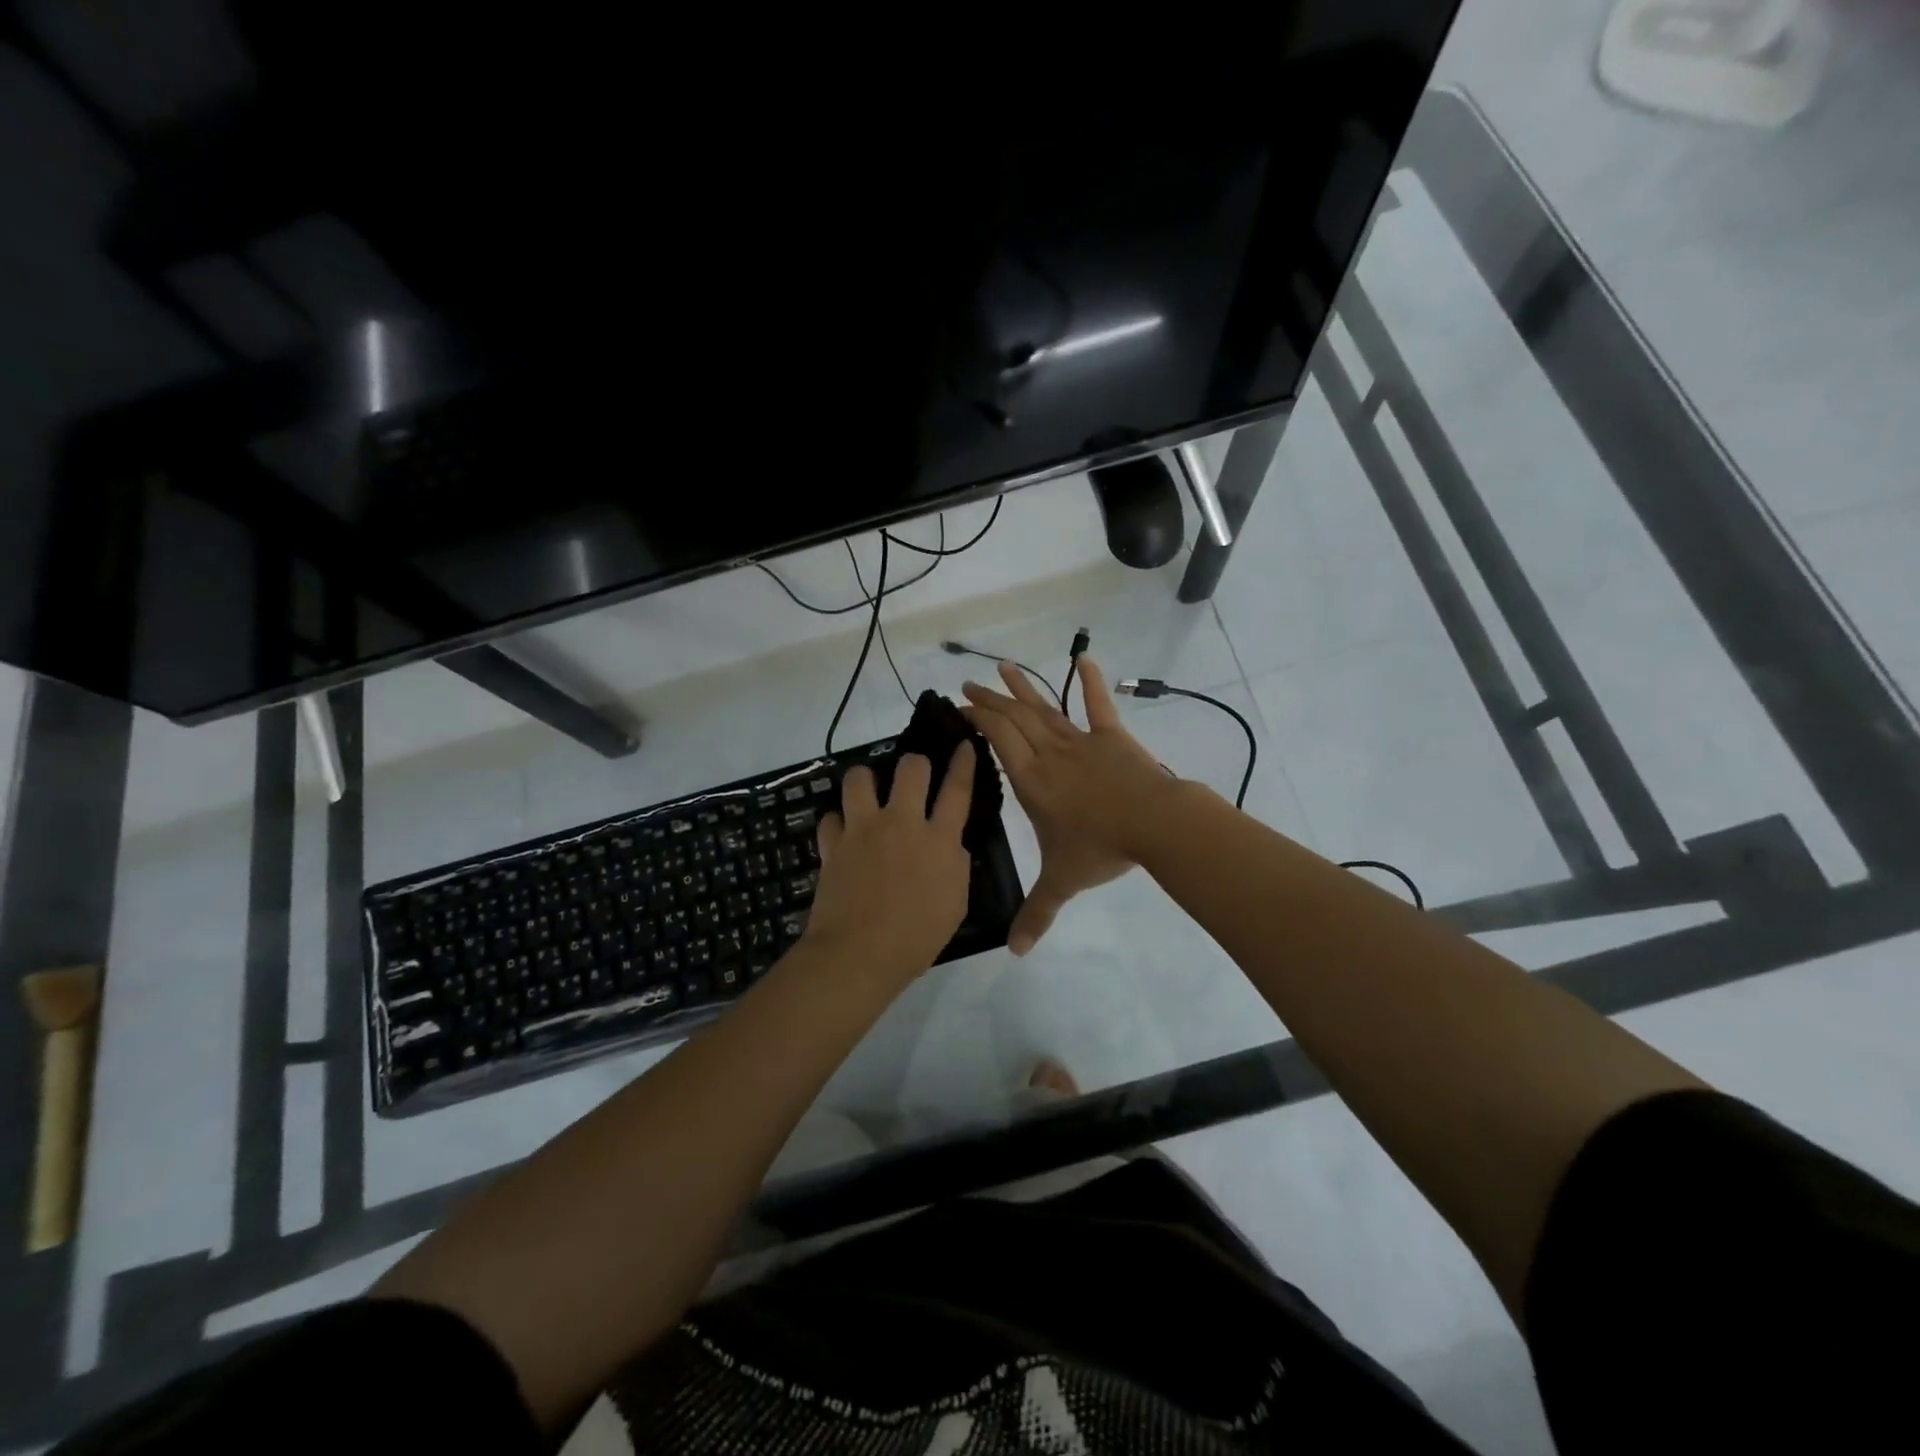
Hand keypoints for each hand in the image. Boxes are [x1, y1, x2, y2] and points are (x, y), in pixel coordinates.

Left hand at [802, 744, 975, 987]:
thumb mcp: (955, 905)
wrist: (858, 955)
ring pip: (859, 777)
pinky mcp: (832, 844)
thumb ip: (957, 867)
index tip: (963, 743)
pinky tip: (843, 832)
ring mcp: (862, 830)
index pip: (957, 789)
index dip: (963, 762)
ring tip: (869, 792)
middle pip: (910, 768)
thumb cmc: (916, 938)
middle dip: (915, 763)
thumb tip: (951, 845)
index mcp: (938, 839)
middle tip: (914, 776)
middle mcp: (901, 823)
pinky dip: (838, 821)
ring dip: (866, 779)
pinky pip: (831, 816)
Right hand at [962, 657, 1175, 953]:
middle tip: (968, 685)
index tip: (960, 705)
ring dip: (1023, 687)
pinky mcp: (1112, 737)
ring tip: (1002, 667)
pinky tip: (1085, 658)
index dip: (978, 719)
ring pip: (1045, 708)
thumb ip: (1037, 913)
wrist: (1154, 824)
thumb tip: (1017, 953)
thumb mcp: (1062, 881)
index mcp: (1032, 780)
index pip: (997, 739)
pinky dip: (1091, 682)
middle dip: (989, 700)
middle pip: (1014, 718)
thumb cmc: (1100, 847)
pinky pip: (1098, 705)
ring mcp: (1081, 741)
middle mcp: (1049, 753)